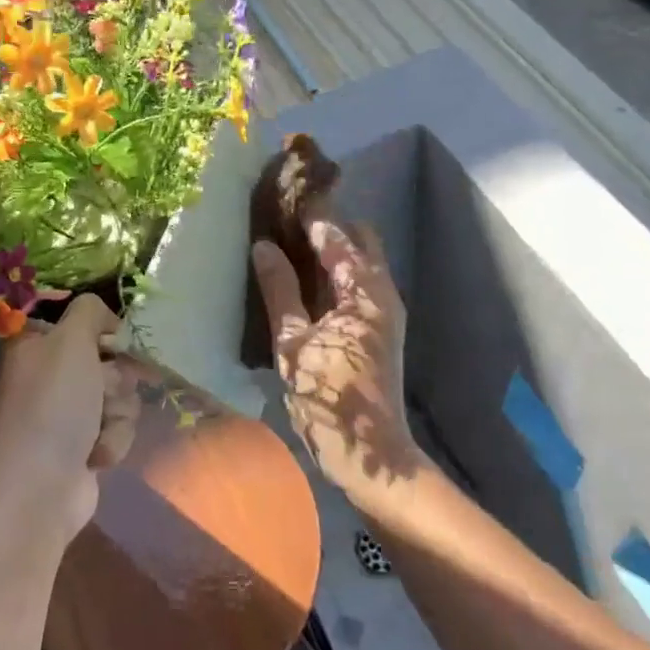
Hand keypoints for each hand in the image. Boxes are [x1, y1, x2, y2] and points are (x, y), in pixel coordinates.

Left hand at [0, 294, 138, 555]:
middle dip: (114, 375)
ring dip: (117, 410)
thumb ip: (90, 311)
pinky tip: (96, 455)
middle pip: (105, 356)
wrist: (36, 493)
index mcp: (32, 342)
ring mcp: (64, 411)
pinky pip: (116, 426)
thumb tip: (105, 318)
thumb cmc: (49, 407)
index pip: (76, 318)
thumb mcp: (70, 341)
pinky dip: (112, 438)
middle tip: (102, 389)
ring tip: (97, 430)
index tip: (113, 338)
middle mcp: (46, 373)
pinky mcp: (81, 444)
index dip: (100, 328)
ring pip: (117, 392)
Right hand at [252, 219, 421, 499]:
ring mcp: (385, 311)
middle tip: (286, 221)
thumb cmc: (329, 397)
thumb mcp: (293, 343)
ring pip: (362, 261)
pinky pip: (359, 283)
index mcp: (364, 290)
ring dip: (332, 248)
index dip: (311, 213)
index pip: (337, 234)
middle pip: (360, 239)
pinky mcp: (380, 329)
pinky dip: (335, 272)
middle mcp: (382, 292)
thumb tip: (263, 246)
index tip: (284, 194)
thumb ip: (279, 291)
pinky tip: (304, 281)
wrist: (371, 455)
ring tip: (289, 244)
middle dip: (328, 225)